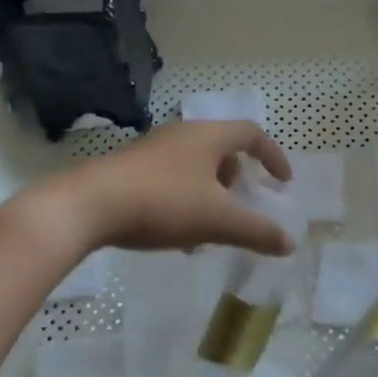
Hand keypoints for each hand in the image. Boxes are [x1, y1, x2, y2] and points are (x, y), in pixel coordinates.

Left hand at [52, 120, 295, 255]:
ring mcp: (153, 150)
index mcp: (209, 136)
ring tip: (208, 232)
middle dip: (237, 180)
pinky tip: (177, 237)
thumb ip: (256, 231)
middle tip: (241, 207)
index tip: (283, 183)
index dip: (273, 156)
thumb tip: (290, 242)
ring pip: (195, 168)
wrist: (87, 206)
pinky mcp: (131, 168)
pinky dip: (185, 202)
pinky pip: (171, 179)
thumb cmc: (162, 203)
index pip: (252, 134)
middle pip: (222, 150)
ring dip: (210, 196)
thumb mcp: (216, 220)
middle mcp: (182, 134)